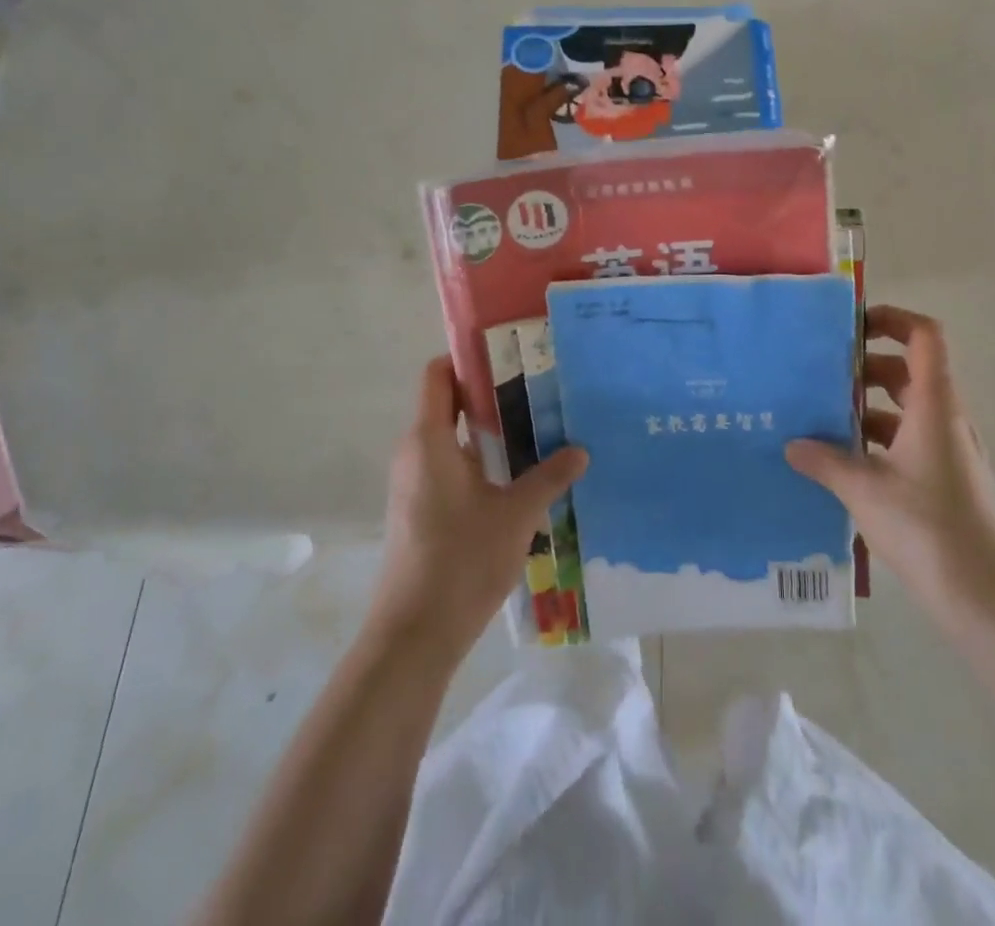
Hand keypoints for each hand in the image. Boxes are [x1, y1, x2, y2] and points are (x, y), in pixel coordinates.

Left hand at [370, 357, 587, 663]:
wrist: (413, 638)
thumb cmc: (460, 562)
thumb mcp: (516, 515)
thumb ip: (549, 477)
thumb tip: (581, 450)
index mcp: (428, 440)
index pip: (437, 375)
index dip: (468, 360)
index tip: (512, 357)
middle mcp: (415, 454)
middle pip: (449, 405)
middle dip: (492, 396)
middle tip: (541, 392)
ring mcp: (415, 484)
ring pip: (453, 440)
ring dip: (491, 433)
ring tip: (540, 431)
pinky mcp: (421, 511)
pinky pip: (451, 468)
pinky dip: (482, 462)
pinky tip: (520, 478)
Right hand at [786, 306, 994, 632]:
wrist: (993, 603)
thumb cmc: (931, 530)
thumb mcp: (866, 491)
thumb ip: (826, 462)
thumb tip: (791, 445)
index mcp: (934, 405)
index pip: (924, 336)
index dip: (892, 318)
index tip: (849, 326)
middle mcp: (945, 421)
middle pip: (907, 372)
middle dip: (863, 368)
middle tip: (818, 377)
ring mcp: (948, 455)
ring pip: (904, 412)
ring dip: (866, 410)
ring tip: (818, 421)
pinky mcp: (946, 486)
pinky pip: (906, 446)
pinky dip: (876, 445)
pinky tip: (842, 468)